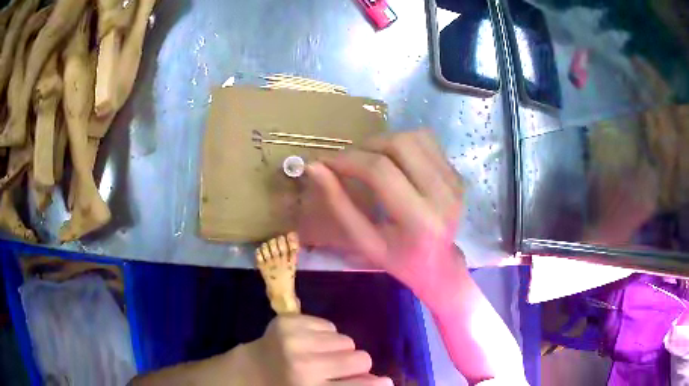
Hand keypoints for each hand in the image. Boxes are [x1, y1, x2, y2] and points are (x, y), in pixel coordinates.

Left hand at [239, 315, 390, 385]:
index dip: (377, 384)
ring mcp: (294, 339)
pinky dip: (324, 336)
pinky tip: (308, 344)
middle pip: (361, 358)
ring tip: (320, 357)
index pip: (360, 385)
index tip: (385, 382)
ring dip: (338, 350)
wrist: (250, 369)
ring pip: (346, 340)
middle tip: (338, 369)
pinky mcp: (288, 320)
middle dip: (356, 365)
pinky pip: (329, 325)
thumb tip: (385, 382)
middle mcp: (304, 364)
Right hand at [298, 130, 464, 301]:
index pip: (380, 171)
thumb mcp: (364, 241)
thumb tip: (314, 167)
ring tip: (369, 158)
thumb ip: (339, 204)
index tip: (326, 162)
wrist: (439, 265)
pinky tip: (393, 160)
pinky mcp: (457, 174)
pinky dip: (403, 143)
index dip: (348, 160)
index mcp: (419, 220)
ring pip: (415, 137)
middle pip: (400, 145)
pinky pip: (427, 141)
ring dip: (385, 141)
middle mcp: (443, 195)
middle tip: (349, 159)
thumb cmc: (399, 260)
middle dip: (366, 145)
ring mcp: (454, 181)